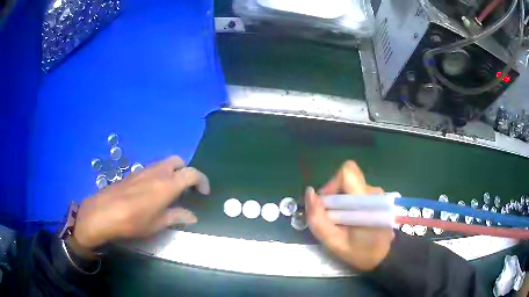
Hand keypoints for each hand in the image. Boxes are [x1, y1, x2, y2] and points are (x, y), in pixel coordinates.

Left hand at [73, 156, 209, 249]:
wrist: (104, 212)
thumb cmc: (133, 221)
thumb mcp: (158, 223)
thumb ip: (177, 217)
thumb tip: (193, 217)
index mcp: (168, 184)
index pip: (192, 174)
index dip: (202, 181)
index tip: (204, 193)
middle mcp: (158, 172)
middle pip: (178, 162)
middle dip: (186, 172)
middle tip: (186, 189)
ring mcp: (144, 170)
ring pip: (164, 164)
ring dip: (173, 173)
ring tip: (170, 192)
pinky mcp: (134, 173)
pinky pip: (153, 168)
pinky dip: (160, 175)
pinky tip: (153, 192)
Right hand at [305, 161, 394, 271]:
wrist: (384, 256)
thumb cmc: (360, 252)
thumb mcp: (334, 243)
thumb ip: (318, 219)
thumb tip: (309, 193)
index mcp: (366, 201)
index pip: (347, 173)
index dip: (332, 184)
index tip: (327, 205)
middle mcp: (373, 192)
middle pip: (346, 180)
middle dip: (333, 196)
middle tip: (331, 218)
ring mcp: (376, 193)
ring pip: (350, 186)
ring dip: (340, 201)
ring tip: (341, 222)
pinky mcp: (376, 197)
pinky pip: (356, 192)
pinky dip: (348, 203)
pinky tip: (350, 220)